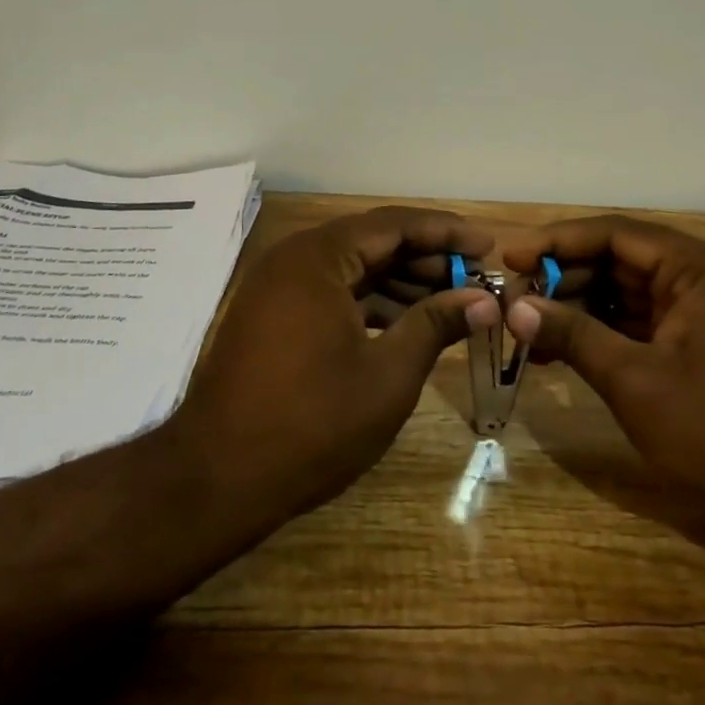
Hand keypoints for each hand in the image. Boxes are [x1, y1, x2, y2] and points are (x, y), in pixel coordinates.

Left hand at [170, 207, 498, 520]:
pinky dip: (372, 304)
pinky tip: (407, 325)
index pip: (395, 224)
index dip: (446, 232)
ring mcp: (279, 288)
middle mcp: (294, 260)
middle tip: (476, 280)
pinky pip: (333, 293)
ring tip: (452, 304)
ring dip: (402, 284)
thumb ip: (436, 325)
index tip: (487, 246)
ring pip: (353, 269)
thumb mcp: (388, 375)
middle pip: (373, 242)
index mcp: (318, 258)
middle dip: (427, 259)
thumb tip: (483, 300)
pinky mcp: (273, 317)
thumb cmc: (311, 424)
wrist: (216, 480)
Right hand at [501, 216, 704, 557]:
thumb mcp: (637, 381)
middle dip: (563, 279)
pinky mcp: (702, 342)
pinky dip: (604, 332)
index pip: (614, 234)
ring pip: (627, 293)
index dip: (557, 242)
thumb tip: (516, 307)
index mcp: (696, 267)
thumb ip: (575, 336)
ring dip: (579, 307)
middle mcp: (701, 276)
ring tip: (530, 329)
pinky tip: (564, 350)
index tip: (510, 256)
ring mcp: (704, 310)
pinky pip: (642, 321)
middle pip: (619, 260)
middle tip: (514, 301)